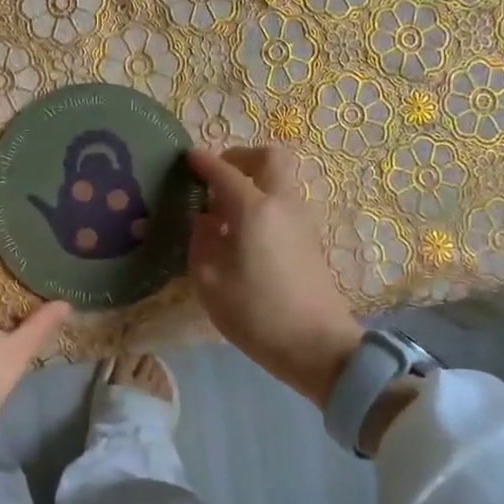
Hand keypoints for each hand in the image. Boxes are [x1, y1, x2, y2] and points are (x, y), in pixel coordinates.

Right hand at [187, 145, 361, 406]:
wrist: (316, 345)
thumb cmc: (255, 314)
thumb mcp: (209, 280)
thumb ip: (201, 239)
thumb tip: (204, 218)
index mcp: (253, 209)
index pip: (225, 172)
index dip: (203, 162)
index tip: (187, 158)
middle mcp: (282, 204)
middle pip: (269, 158)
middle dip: (241, 157)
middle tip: (217, 177)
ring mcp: (302, 220)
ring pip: (280, 180)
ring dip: (254, 181)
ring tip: (225, 210)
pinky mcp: (310, 239)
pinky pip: (284, 203)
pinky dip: (263, 202)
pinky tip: (244, 232)